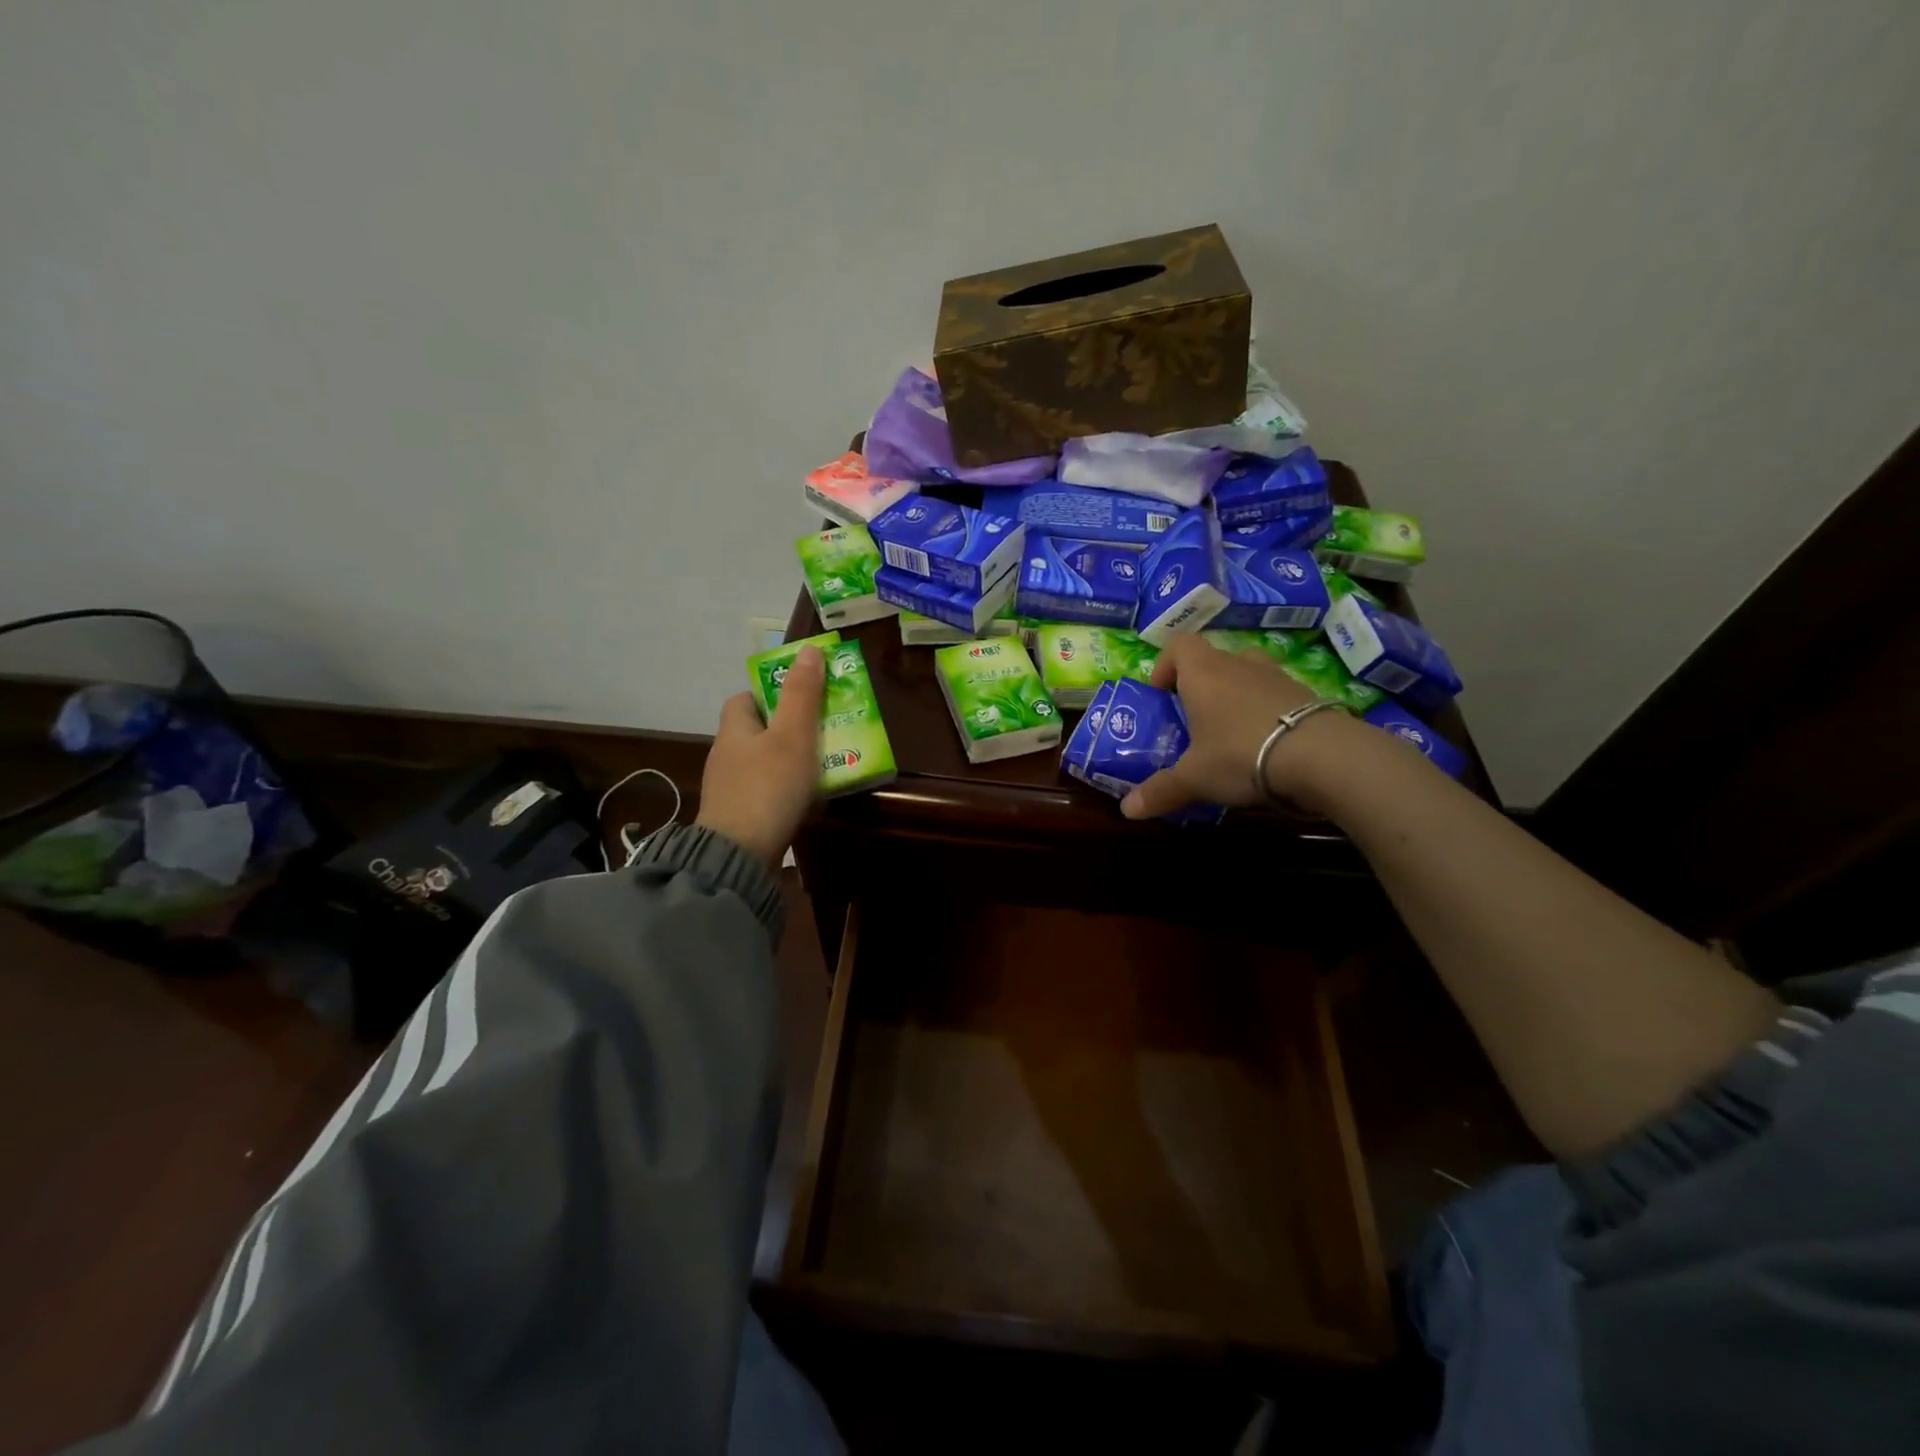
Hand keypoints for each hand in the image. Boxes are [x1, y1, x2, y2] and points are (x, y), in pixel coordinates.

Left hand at [695, 646, 823, 867]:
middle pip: (758, 731)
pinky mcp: (738, 817)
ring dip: (791, 761)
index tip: (803, 698)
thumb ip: (802, 694)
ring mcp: (730, 789)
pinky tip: (809, 799)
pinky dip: (787, 791)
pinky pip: (767, 792)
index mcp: (734, 729)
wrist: (739, 856)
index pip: (746, 698)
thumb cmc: (767, 787)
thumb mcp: (793, 736)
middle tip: (825, 730)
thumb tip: (809, 649)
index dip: (772, 693)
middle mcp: (726, 755)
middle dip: (789, 729)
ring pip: (764, 763)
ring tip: (827, 765)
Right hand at [1120, 634, 1356, 820]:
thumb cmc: (1240, 754)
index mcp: (1203, 673)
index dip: (1166, 665)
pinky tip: (1267, 744)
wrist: (1322, 757)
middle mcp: (1238, 664)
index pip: (1178, 645)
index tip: (1161, 694)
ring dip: (1236, 694)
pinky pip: (1276, 694)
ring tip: (1231, 730)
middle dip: (1201, 684)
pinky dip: (1267, 711)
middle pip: (1213, 659)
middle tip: (1195, 719)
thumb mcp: (1194, 778)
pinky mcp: (1307, 694)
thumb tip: (1127, 810)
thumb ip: (1161, 791)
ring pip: (1248, 673)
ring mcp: (1277, 676)